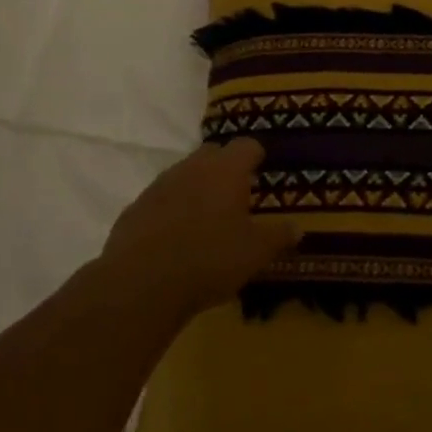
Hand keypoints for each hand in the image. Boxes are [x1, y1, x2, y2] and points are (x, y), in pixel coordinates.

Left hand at [99, 139, 297, 324]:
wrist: (140, 286)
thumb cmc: (210, 259)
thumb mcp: (256, 252)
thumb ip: (279, 236)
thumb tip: (297, 228)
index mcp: (226, 169)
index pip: (247, 145)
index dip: (257, 155)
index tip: (263, 169)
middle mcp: (192, 167)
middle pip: (213, 153)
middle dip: (226, 167)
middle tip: (237, 194)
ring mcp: (159, 186)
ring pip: (184, 175)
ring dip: (196, 188)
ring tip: (206, 218)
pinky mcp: (134, 209)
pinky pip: (160, 200)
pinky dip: (170, 210)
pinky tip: (175, 238)